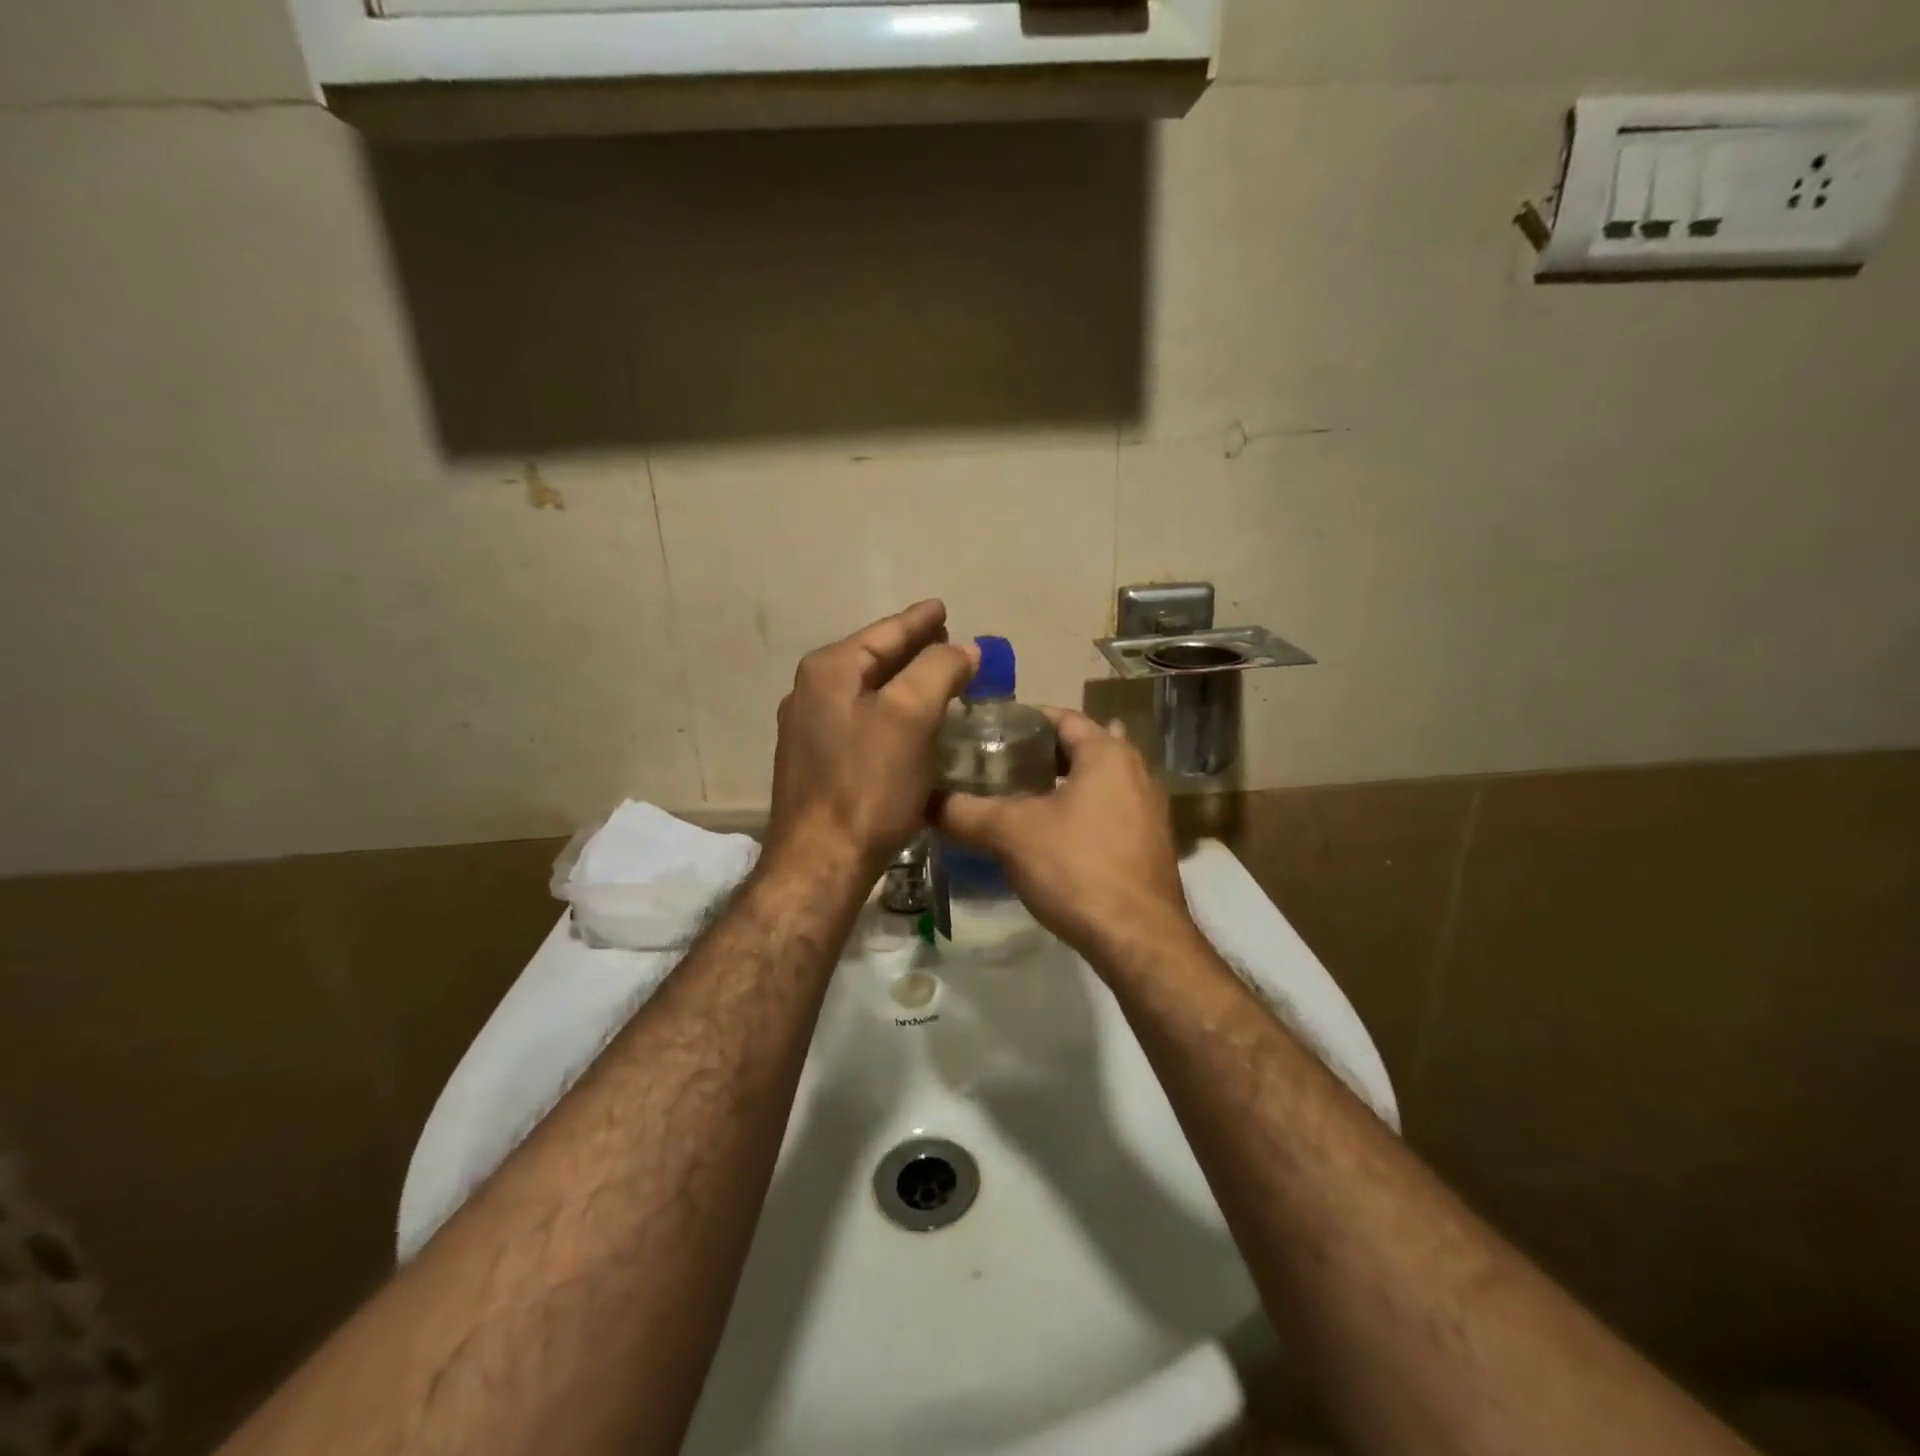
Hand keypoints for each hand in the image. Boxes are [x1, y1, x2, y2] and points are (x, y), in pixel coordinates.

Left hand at [766, 600, 977, 877]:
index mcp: (830, 670)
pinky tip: (911, 724)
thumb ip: (938, 670)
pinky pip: (862, 720)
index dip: (919, 620)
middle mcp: (811, 692)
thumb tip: (963, 648)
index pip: (885, 632)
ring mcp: (809, 728)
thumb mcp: (910, 717)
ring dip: (903, 682)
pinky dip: (891, 712)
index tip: (944, 608)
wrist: (821, 861)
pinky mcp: (816, 762)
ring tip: (938, 678)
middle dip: (912, 649)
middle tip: (949, 643)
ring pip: (868, 690)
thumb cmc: (868, 786)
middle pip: (874, 658)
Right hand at [934, 708, 1199, 968]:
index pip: (1062, 717)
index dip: (1023, 720)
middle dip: (1035, 756)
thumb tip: (924, 801)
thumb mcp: (1010, 834)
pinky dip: (1074, 814)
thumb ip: (963, 812)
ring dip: (1054, 787)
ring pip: (1092, 784)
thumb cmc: (1077, 868)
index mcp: (1108, 754)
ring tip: (1010, 800)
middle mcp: (1135, 772)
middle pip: (1077, 750)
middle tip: (992, 766)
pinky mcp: (1147, 845)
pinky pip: (1104, 814)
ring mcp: (1147, 811)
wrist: (1139, 940)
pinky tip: (1043, 838)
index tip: (987, 731)